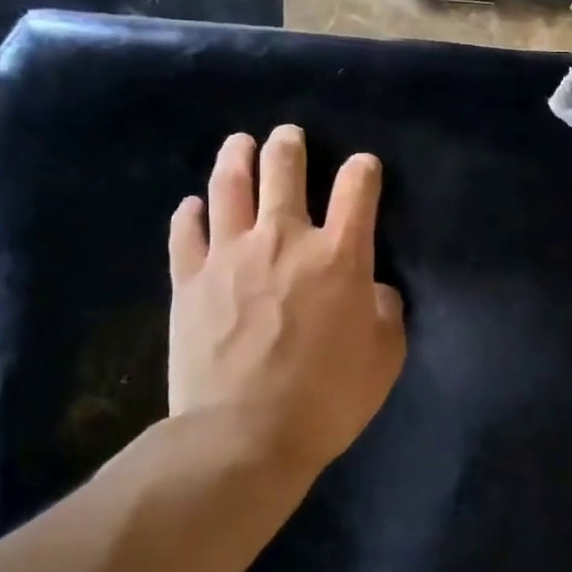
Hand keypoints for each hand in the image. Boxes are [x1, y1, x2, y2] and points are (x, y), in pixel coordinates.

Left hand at [166, 126, 405, 472]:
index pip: (357, 188)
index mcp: (338, 255)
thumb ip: (385, 311)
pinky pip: (185, 232)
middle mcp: (283, 239)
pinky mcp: (190, 279)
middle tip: (289, 136)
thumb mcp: (384, 357)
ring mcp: (230, 255)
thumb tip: (374, 289)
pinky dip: (190, 214)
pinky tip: (192, 206)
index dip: (363, 170)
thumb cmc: (327, 399)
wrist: (243, 435)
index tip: (363, 168)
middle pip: (284, 170)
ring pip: (229, 186)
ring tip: (240, 144)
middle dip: (290, 146)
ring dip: (237, 158)